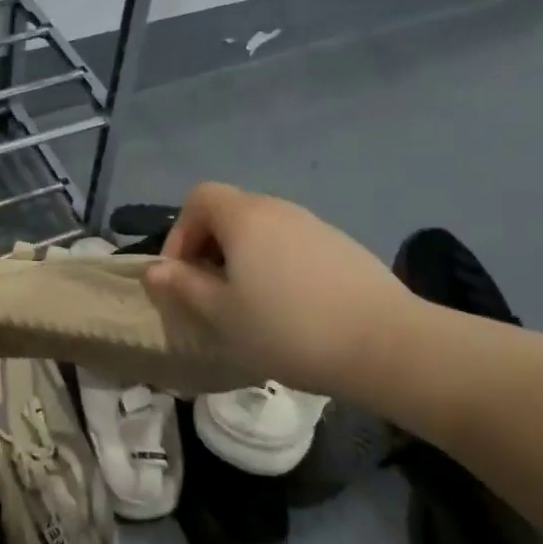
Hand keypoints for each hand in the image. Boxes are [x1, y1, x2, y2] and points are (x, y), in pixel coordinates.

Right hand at [143, 182, 412, 395]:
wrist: (389, 345)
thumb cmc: (288, 327)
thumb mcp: (222, 314)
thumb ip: (183, 287)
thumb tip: (154, 270)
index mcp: (244, 217)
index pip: (198, 198)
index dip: (180, 232)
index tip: (182, 275)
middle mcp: (279, 209)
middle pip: (230, 212)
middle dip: (210, 248)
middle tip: (210, 293)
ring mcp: (315, 225)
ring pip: (263, 231)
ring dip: (244, 259)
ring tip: (249, 305)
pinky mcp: (343, 247)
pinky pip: (293, 246)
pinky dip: (277, 266)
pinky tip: (292, 309)